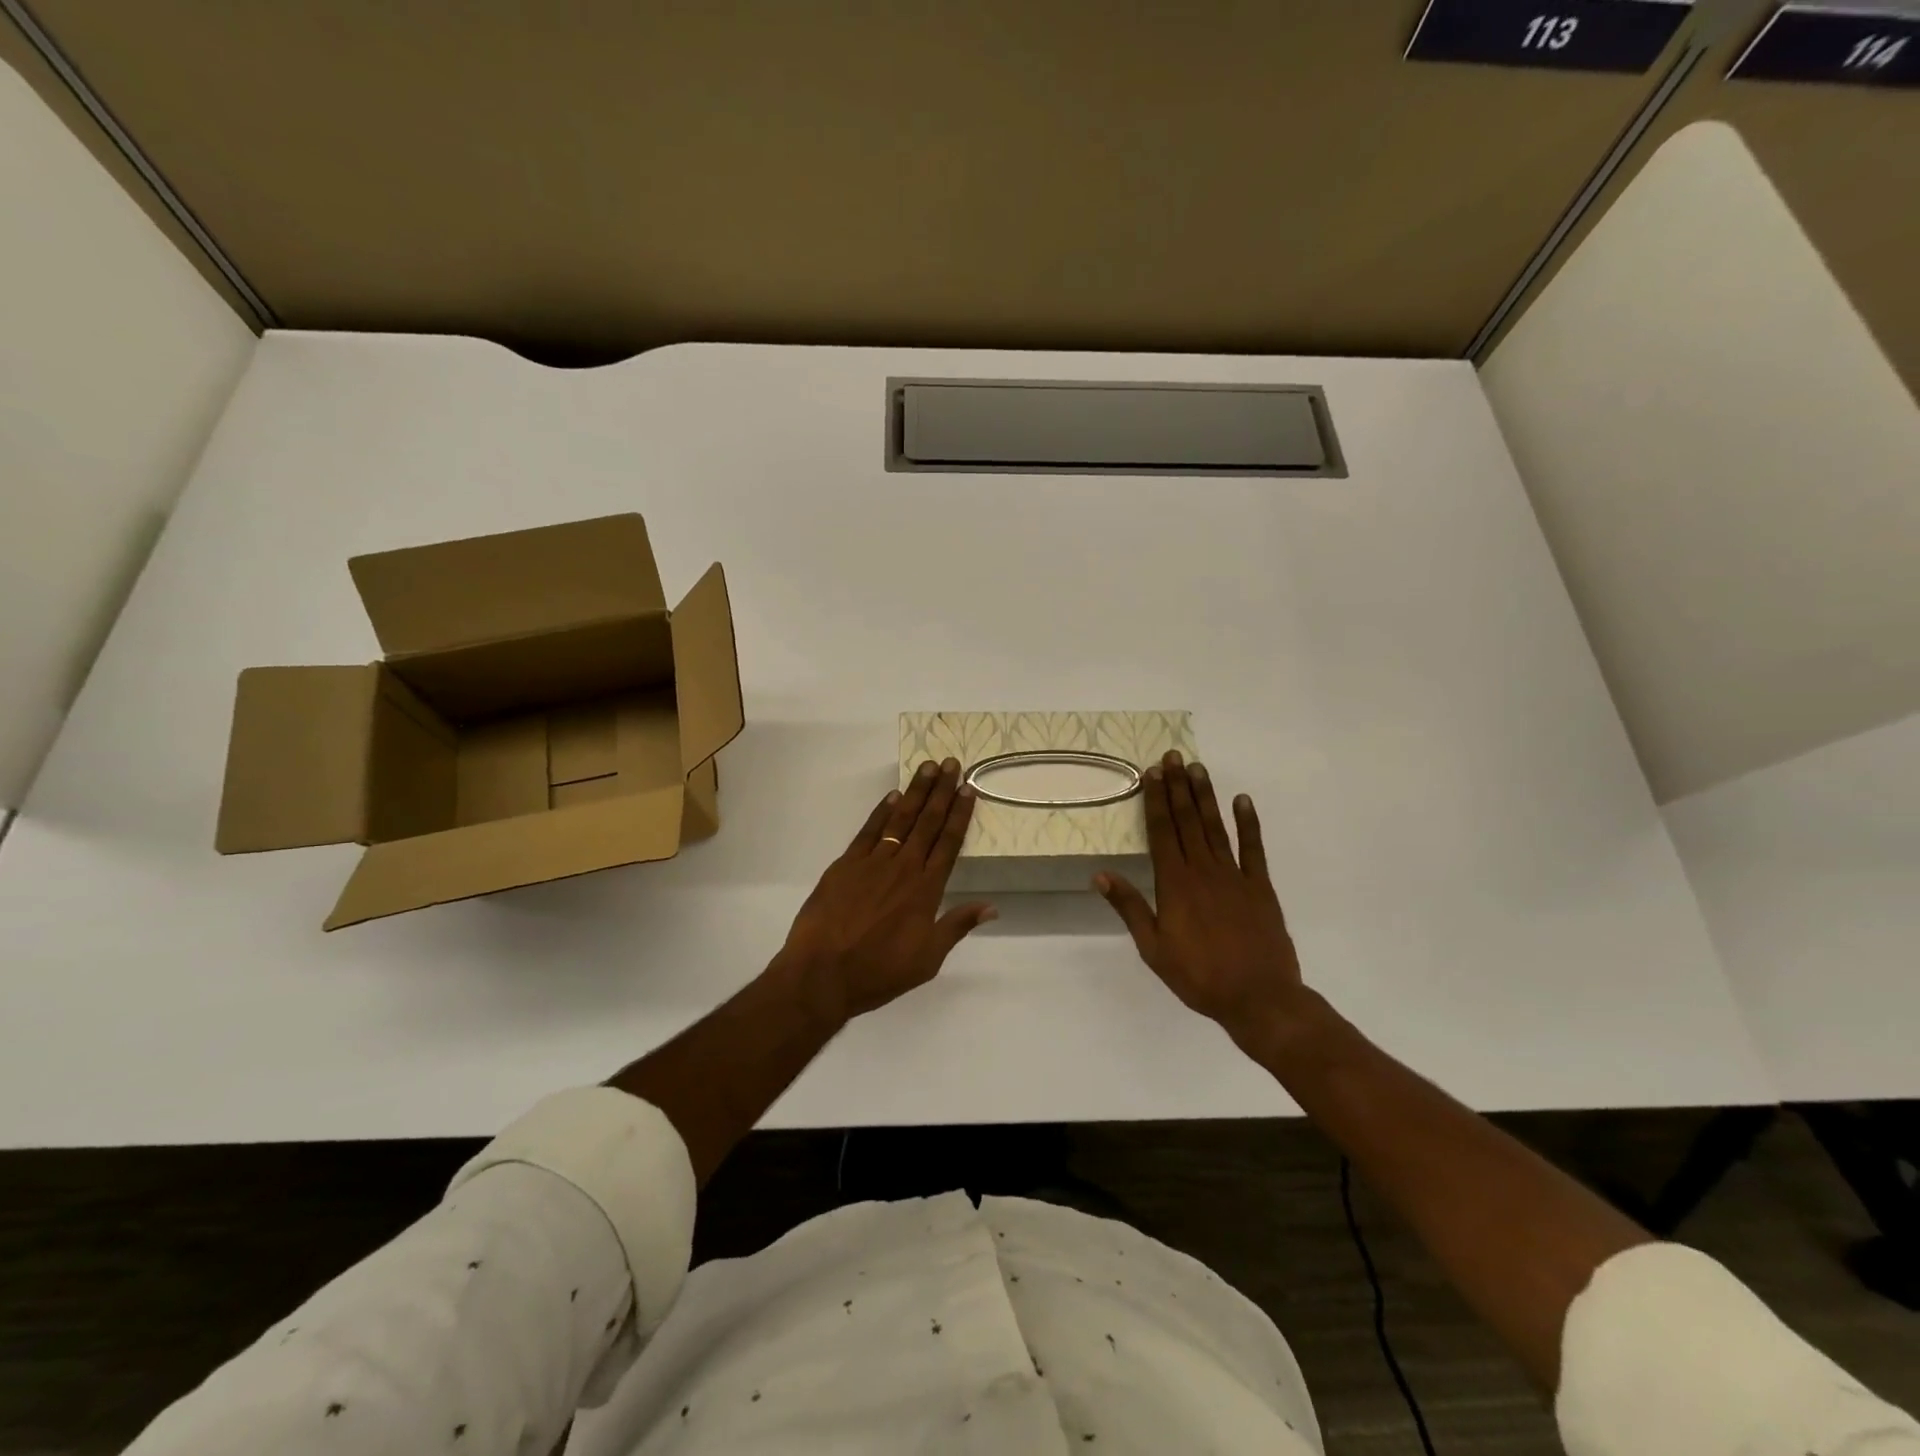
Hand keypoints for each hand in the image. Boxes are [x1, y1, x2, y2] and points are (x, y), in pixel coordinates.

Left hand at [774, 758, 995, 1024]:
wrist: (822, 974)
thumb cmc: (879, 972)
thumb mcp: (928, 959)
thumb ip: (957, 926)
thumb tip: (992, 906)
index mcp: (926, 890)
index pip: (948, 843)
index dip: (959, 814)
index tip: (968, 789)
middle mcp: (903, 868)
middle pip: (927, 823)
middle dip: (941, 791)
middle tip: (951, 763)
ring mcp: (872, 863)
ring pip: (900, 819)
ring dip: (915, 792)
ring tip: (928, 767)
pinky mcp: (845, 865)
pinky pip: (868, 831)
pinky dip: (881, 811)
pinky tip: (892, 796)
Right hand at [1095, 753, 1309, 1051]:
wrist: (1259, 997)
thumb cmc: (1198, 976)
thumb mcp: (1153, 948)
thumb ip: (1129, 907)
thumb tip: (1100, 874)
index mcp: (1175, 884)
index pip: (1161, 832)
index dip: (1155, 801)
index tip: (1152, 772)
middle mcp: (1203, 871)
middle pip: (1187, 821)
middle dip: (1178, 787)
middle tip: (1174, 756)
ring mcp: (1234, 876)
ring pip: (1216, 827)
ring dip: (1206, 796)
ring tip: (1198, 768)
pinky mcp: (1260, 886)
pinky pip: (1253, 848)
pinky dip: (1248, 823)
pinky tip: (1242, 800)